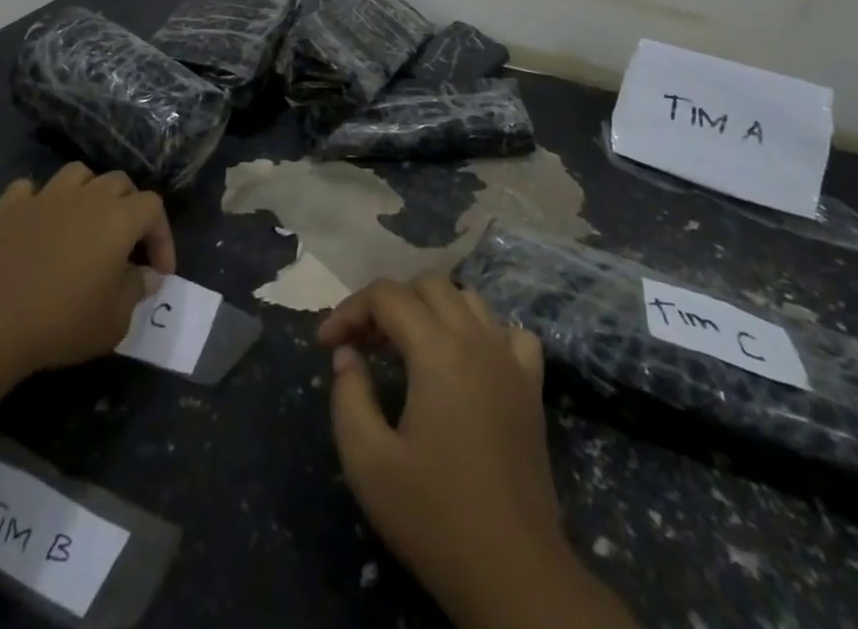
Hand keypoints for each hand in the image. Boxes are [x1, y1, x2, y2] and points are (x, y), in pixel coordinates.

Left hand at [0, 163, 174, 383]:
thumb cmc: (59, 322)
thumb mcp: (113, 321)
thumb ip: (136, 292)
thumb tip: (146, 275)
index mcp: (118, 218)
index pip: (154, 207)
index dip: (163, 235)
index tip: (159, 270)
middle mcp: (86, 197)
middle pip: (120, 182)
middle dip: (131, 207)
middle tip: (126, 244)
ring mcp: (45, 197)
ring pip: (78, 173)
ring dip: (88, 191)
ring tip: (85, 221)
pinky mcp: (8, 208)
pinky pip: (30, 189)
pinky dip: (39, 201)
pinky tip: (38, 223)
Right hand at [319, 273, 572, 622]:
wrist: (513, 573)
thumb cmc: (434, 516)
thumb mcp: (368, 462)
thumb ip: (349, 395)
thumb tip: (348, 354)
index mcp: (437, 349)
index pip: (386, 296)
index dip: (349, 310)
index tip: (325, 344)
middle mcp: (477, 338)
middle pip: (427, 285)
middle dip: (388, 303)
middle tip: (363, 344)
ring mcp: (510, 359)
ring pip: (467, 299)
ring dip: (431, 309)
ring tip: (406, 347)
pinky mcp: (531, 386)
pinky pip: (509, 333)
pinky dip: (482, 332)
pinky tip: (466, 361)